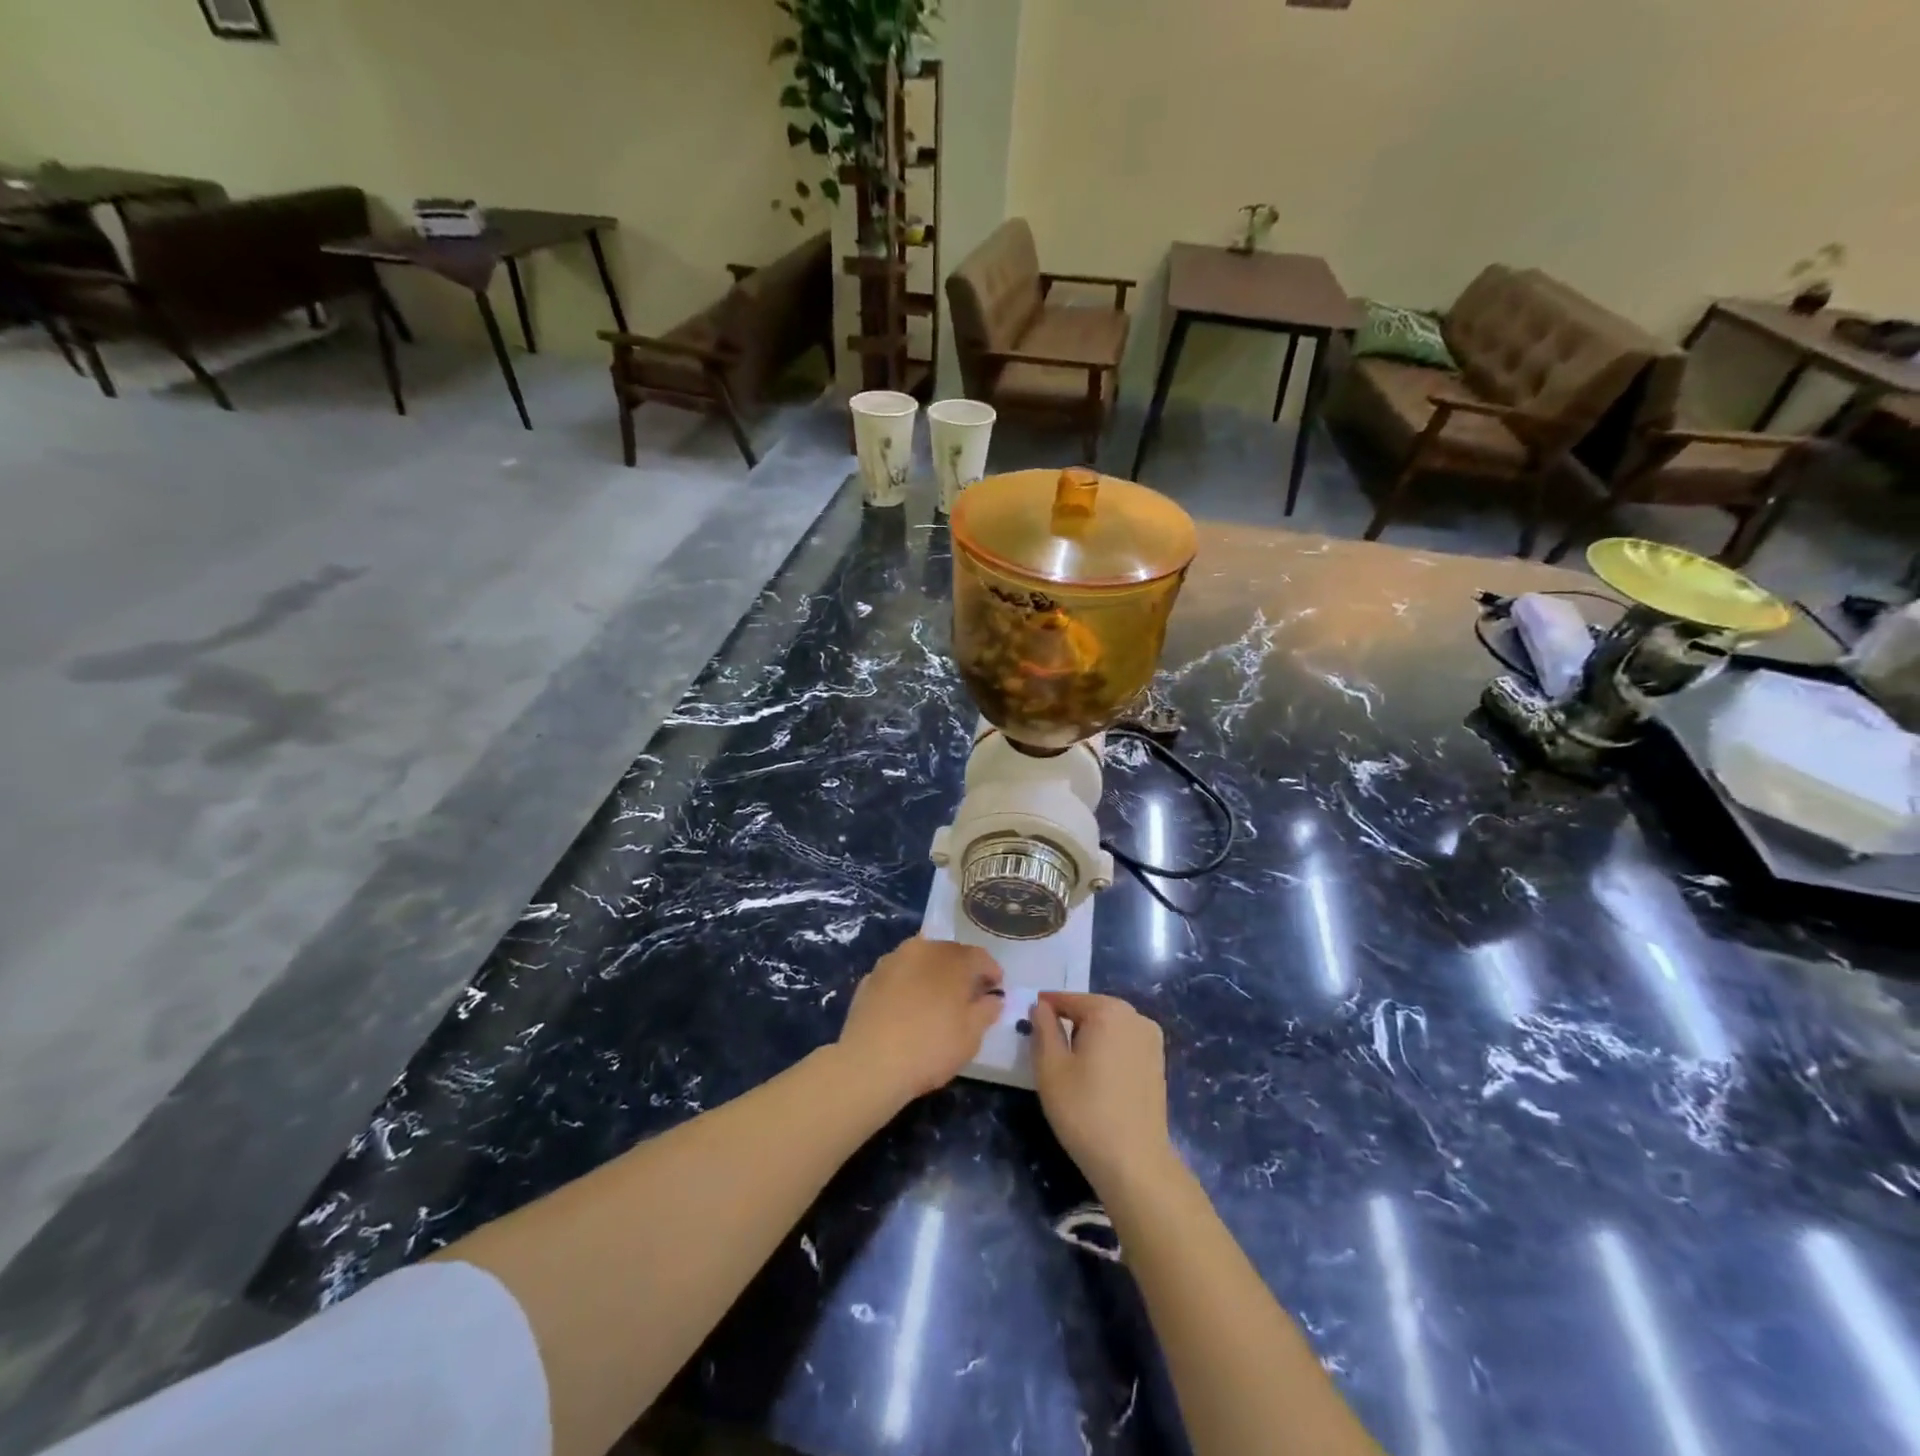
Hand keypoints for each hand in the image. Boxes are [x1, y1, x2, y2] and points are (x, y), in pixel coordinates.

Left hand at [837, 937, 1003, 1101]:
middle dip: (961, 970)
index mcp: (952, 959)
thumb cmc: (930, 1048)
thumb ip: (987, 1011)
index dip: (991, 972)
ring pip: (920, 961)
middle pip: (949, 953)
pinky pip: (898, 976)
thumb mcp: (971, 1036)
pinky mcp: (869, 978)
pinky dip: (908, 985)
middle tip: (968, 995)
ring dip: (932, 974)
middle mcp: (922, 949)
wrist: (870, 1063)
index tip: (996, 990)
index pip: (980, 956)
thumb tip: (993, 998)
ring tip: (936, 1000)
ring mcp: (892, 961)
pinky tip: (908, 1008)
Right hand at [1032, 992, 1173, 1192]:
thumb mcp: (1050, 1067)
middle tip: (1047, 1049)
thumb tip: (1040, 1006)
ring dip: (1088, 1038)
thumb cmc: (1084, 1110)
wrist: (1134, 1163)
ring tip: (1071, 1067)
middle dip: (1068, 1024)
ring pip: (1108, 1027)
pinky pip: (1124, 1044)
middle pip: (1090, 1010)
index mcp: (1108, 1010)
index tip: (1028, 1023)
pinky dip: (1107, 1051)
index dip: (1045, 1009)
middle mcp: (1135, 1016)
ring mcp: (1151, 1039)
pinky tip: (1096, 1078)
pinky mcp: (1158, 1062)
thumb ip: (1042, 1028)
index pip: (1067, 999)